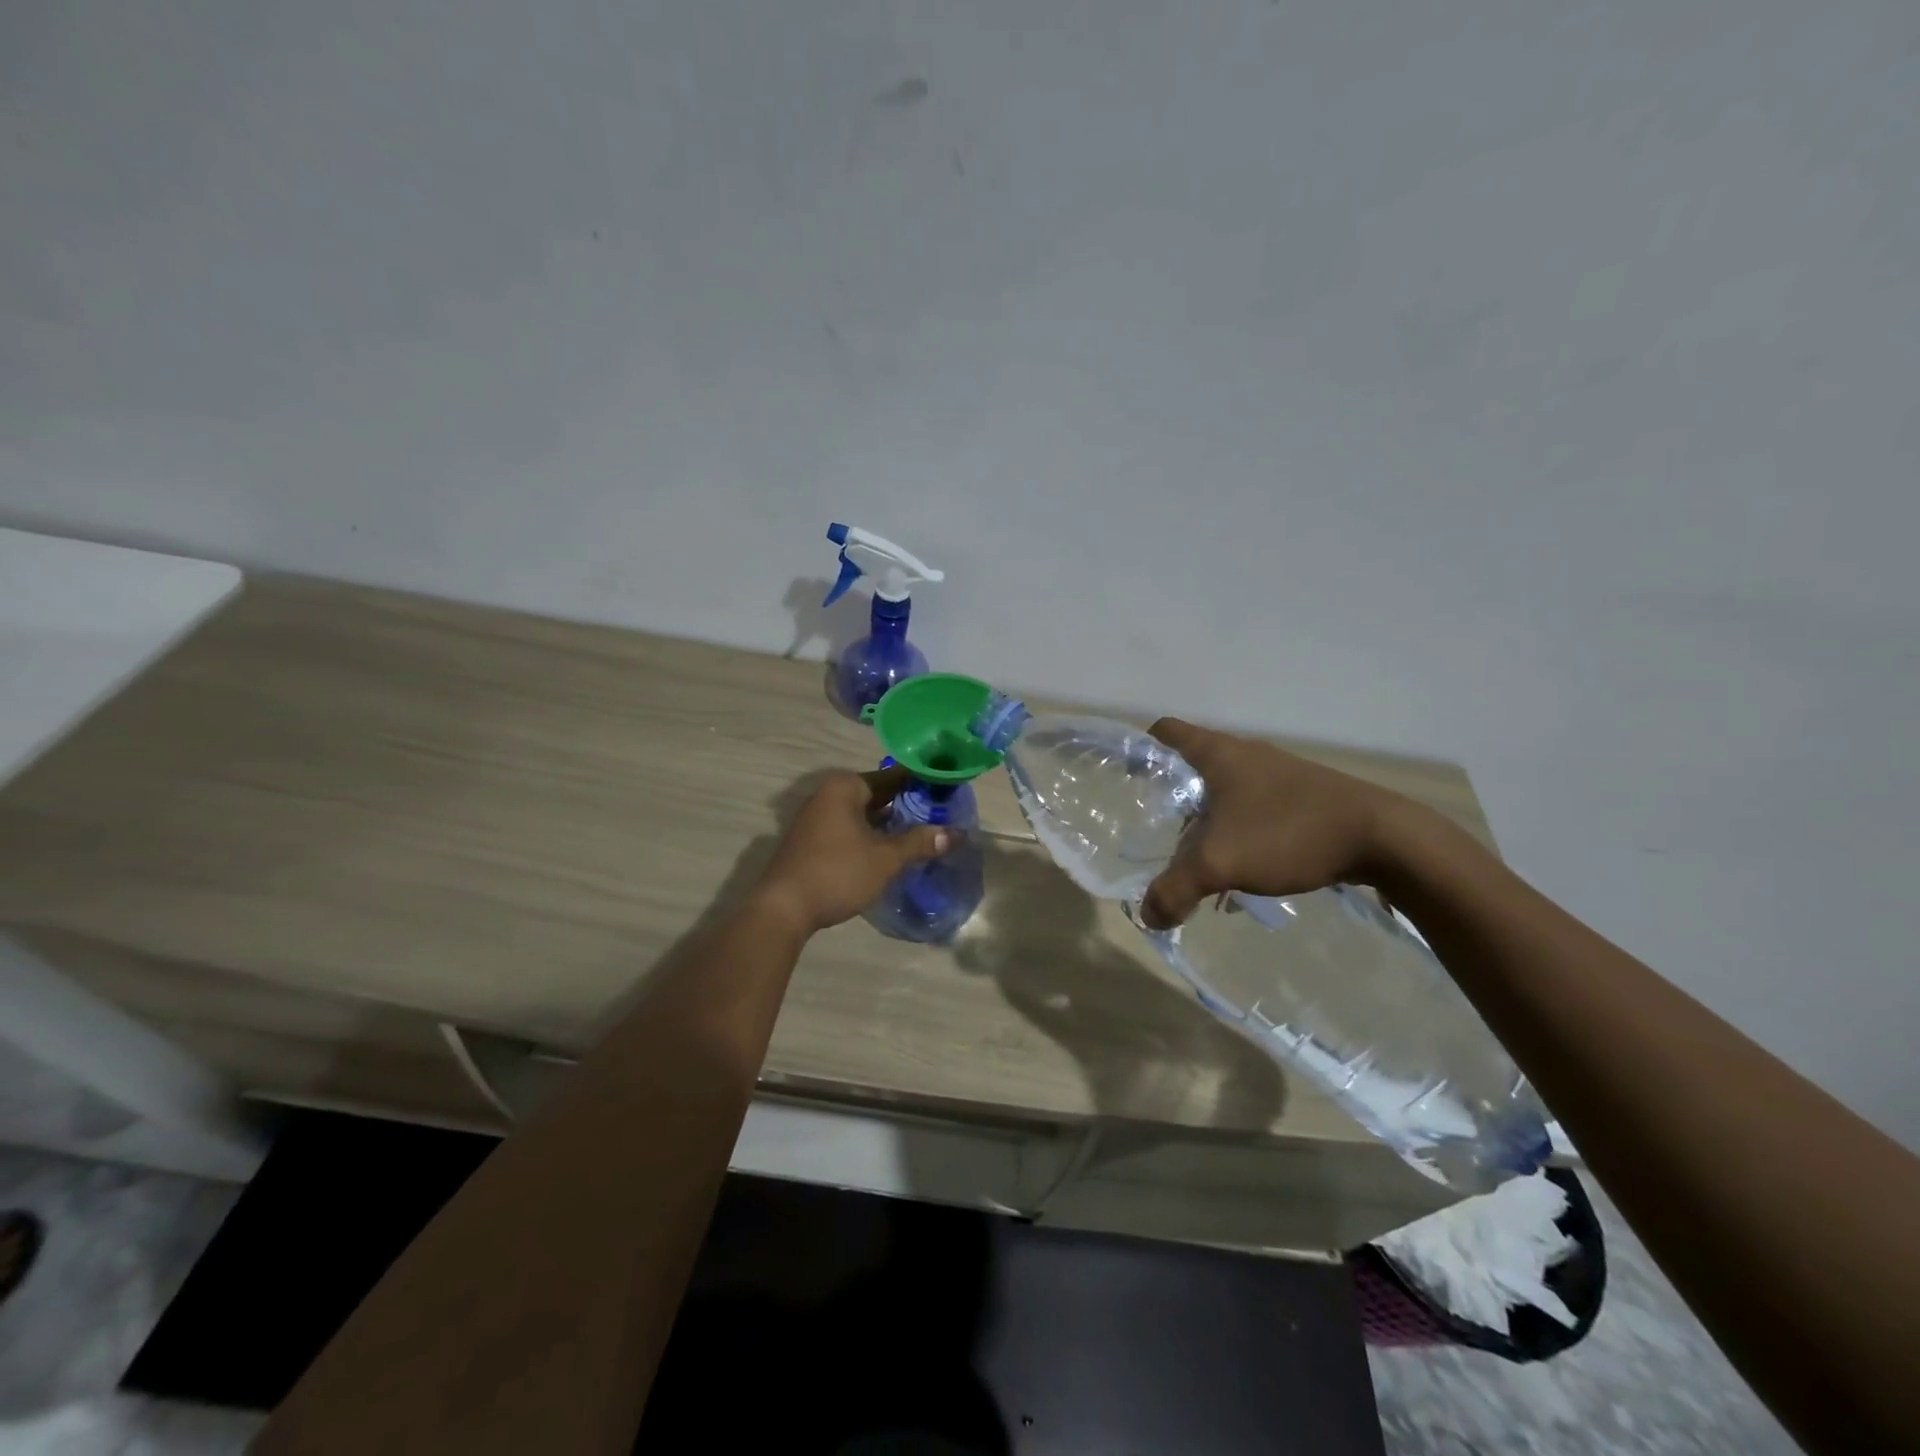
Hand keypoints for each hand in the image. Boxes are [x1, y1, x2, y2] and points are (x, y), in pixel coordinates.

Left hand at [754, 766, 956, 933]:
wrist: (783, 909)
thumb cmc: (837, 873)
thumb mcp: (885, 859)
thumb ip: (920, 842)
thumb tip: (956, 833)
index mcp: (845, 787)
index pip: (893, 776)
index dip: (921, 783)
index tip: (947, 791)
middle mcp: (828, 794)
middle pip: (877, 794)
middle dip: (906, 805)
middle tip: (940, 814)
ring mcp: (816, 817)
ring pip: (863, 813)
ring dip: (888, 823)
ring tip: (922, 832)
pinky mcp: (811, 839)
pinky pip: (849, 828)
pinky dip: (870, 834)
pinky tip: (890, 849)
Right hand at [1138, 718, 1409, 929]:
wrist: (1383, 838)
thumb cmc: (1288, 833)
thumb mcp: (1220, 864)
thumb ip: (1175, 890)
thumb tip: (1148, 917)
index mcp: (1219, 754)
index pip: (1166, 732)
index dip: (1141, 749)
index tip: (1128, 777)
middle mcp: (1246, 755)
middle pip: (1194, 766)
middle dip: (1174, 798)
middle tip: (1159, 832)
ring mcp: (1279, 773)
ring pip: (1227, 791)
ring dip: (1209, 820)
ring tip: (1200, 859)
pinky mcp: (1305, 795)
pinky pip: (1256, 808)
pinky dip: (1240, 831)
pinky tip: (1245, 869)